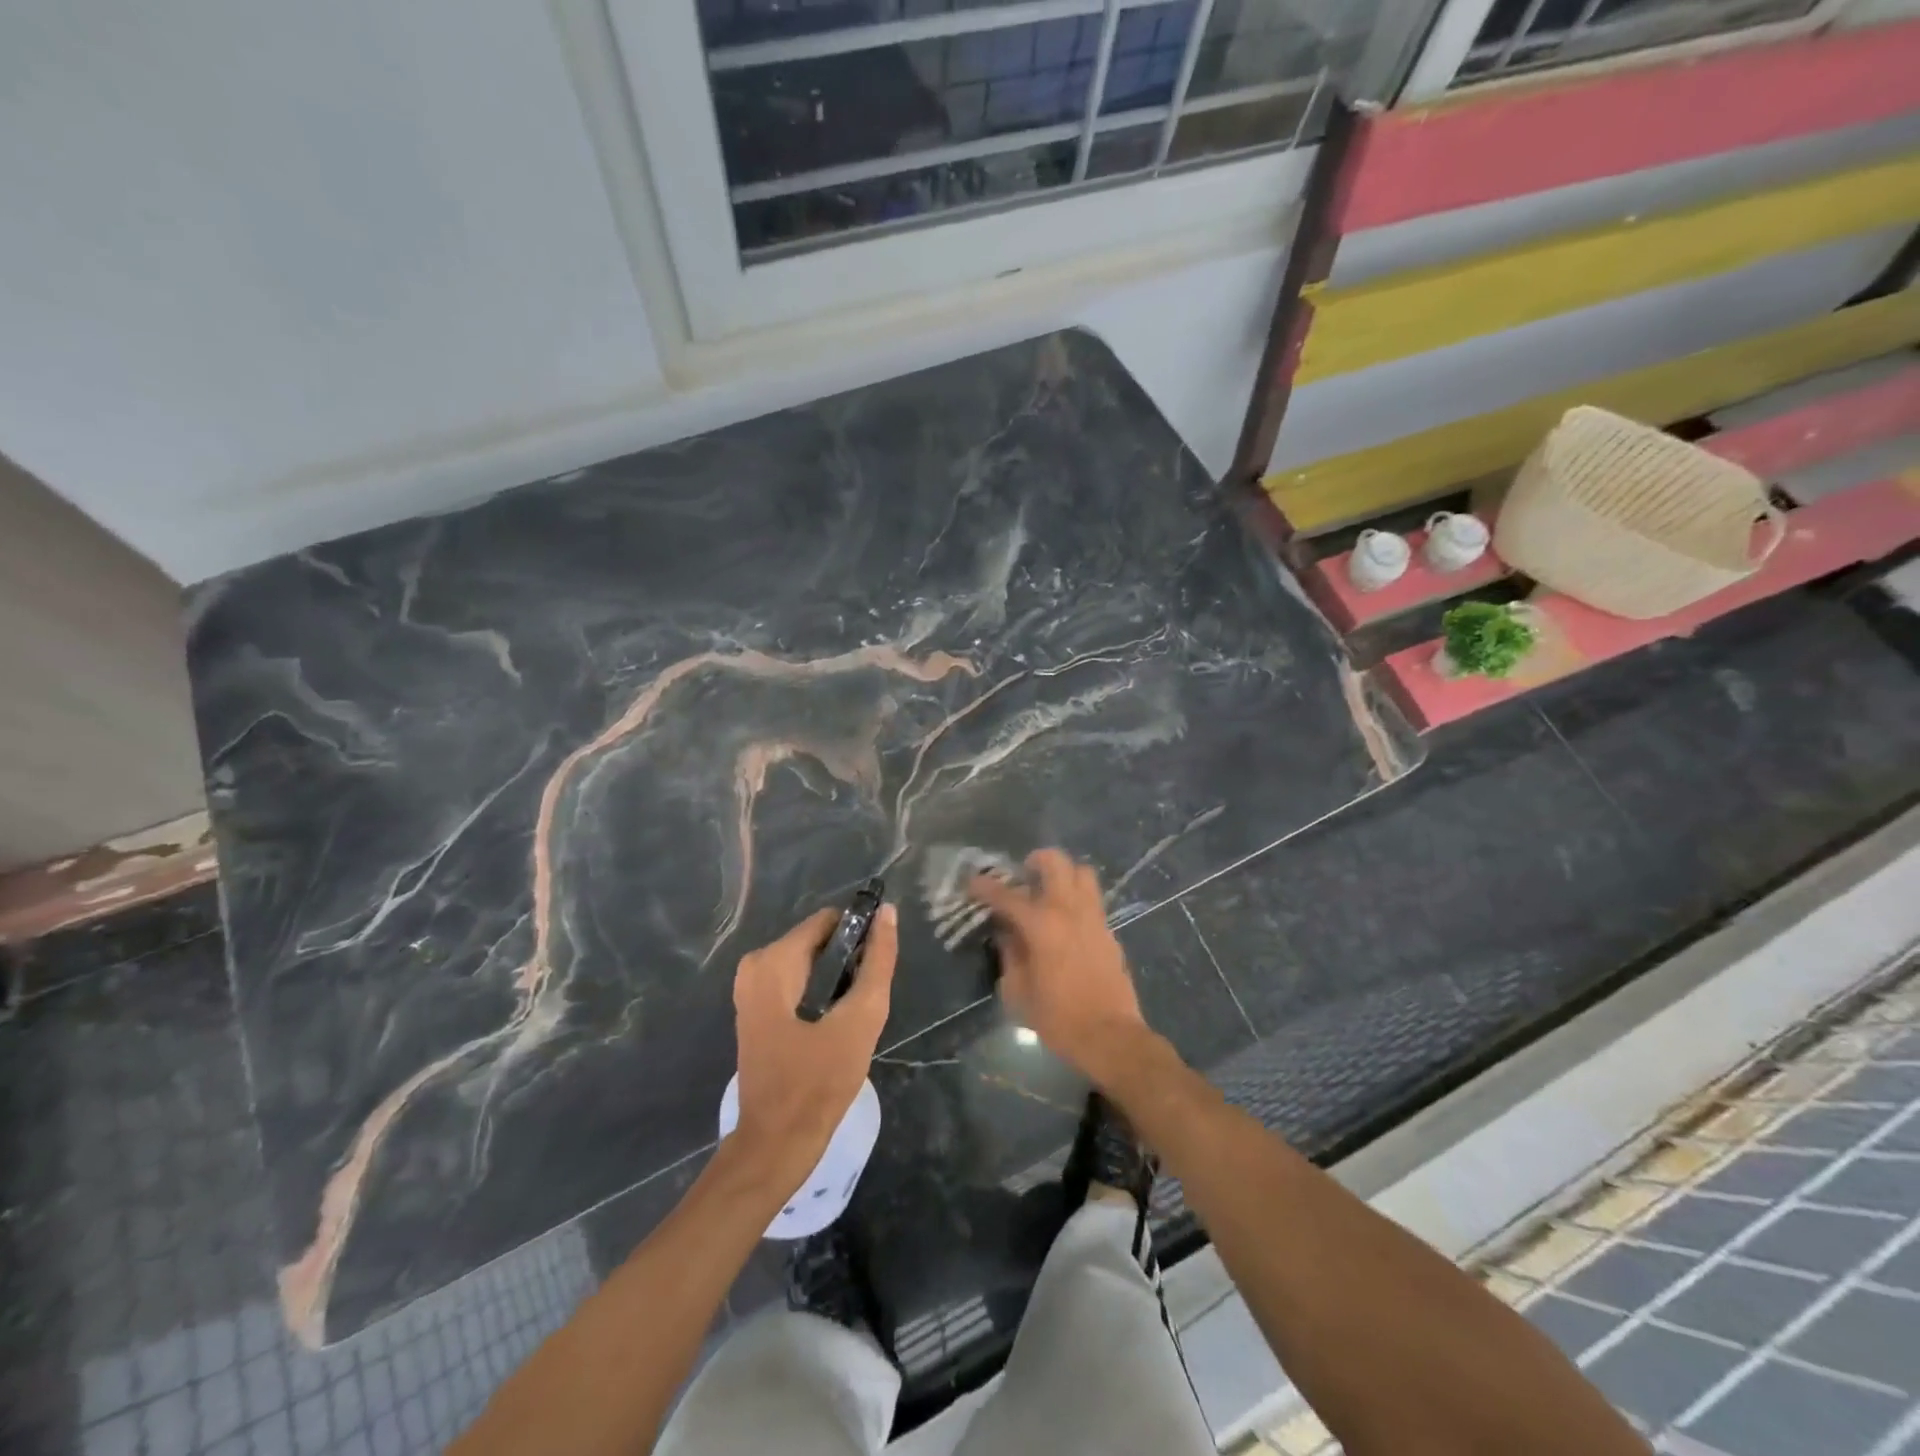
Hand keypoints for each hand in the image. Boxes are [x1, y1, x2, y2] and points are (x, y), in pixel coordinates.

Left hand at [730, 902, 897, 1182]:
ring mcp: (751, 988)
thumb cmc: (819, 1082)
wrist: (776, 1144)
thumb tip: (888, 912)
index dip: (861, 935)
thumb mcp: (861, 1018)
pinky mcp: (756, 1009)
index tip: (878, 967)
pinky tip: (835, 1024)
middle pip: (819, 940)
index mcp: (773, 961)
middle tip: (864, 1002)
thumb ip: (878, 962)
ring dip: (838, 980)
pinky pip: (798, 980)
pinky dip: (821, 993)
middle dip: (849, 962)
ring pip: (810, 961)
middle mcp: (755, 965)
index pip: (829, 921)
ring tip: (853, 1016)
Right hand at [969, 850, 1148, 1079]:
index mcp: (1042, 925)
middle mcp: (1069, 911)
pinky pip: (1092, 899)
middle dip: (1035, 860)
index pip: (1008, 895)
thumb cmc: (1058, 1018)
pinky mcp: (1109, 931)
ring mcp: (1094, 918)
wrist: (1111, 1037)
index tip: (973, 882)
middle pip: (1056, 862)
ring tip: (1048, 890)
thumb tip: (1007, 932)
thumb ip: (1010, 954)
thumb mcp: (1018, 991)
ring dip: (1063, 874)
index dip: (986, 886)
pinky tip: (1065, 921)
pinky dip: (1076, 898)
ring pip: (1082, 873)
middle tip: (1022, 875)